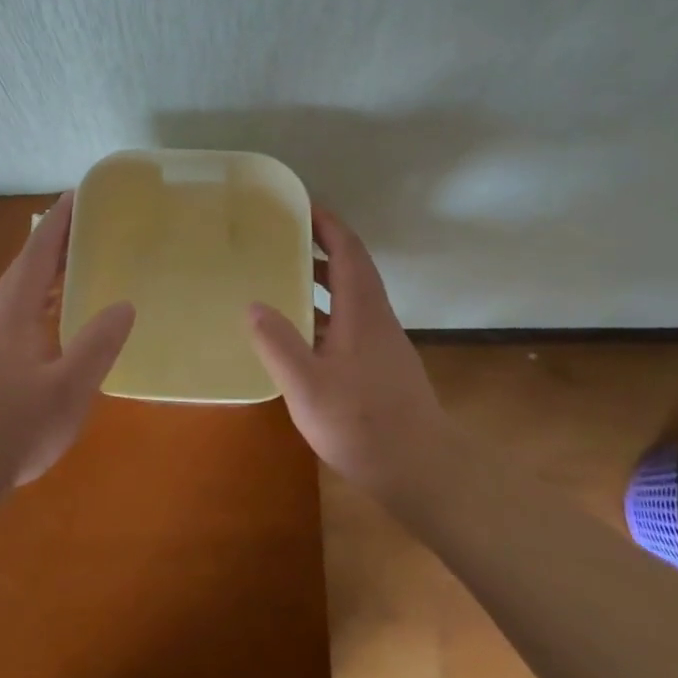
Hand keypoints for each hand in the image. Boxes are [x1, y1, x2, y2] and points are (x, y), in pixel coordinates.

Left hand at [0, 192, 134, 509]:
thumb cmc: (16, 427)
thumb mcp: (69, 389)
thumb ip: (98, 345)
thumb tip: (123, 304)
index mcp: (12, 311)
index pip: (37, 252)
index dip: (58, 221)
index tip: (77, 194)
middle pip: (27, 265)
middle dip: (55, 241)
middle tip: (89, 223)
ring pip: (20, 289)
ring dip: (48, 270)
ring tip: (80, 259)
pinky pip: (17, 309)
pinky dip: (41, 295)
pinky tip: (59, 311)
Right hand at [247, 209, 455, 505]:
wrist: (424, 472)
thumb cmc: (364, 425)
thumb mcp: (308, 387)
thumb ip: (279, 344)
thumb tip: (253, 304)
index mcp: (363, 311)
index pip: (348, 250)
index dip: (327, 223)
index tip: (300, 205)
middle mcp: (376, 318)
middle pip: (352, 268)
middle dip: (321, 246)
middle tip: (282, 237)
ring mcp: (382, 344)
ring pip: (352, 296)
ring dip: (323, 280)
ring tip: (284, 276)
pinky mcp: (382, 367)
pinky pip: (351, 321)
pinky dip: (327, 311)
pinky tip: (303, 334)